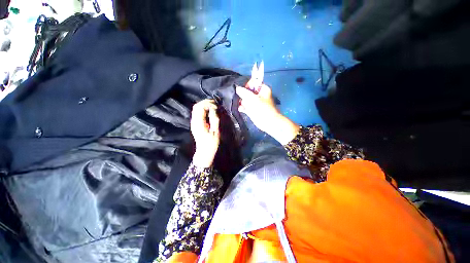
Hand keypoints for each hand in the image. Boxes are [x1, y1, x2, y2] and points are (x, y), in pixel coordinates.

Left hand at [190, 99, 219, 167]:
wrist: (204, 152)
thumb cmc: (211, 143)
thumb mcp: (215, 132)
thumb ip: (214, 119)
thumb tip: (214, 109)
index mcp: (198, 123)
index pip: (200, 107)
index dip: (208, 103)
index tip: (216, 106)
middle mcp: (194, 121)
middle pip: (196, 106)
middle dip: (205, 102)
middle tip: (215, 103)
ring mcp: (194, 122)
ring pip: (196, 109)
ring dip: (204, 105)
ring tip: (213, 105)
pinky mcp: (195, 124)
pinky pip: (198, 113)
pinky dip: (203, 109)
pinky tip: (210, 110)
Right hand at [236, 85, 299, 144]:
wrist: (267, 122)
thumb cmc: (262, 108)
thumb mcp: (252, 98)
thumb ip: (243, 92)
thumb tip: (237, 88)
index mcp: (262, 89)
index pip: (253, 82)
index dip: (247, 85)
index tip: (242, 90)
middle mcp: (259, 95)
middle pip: (248, 91)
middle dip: (242, 94)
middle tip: (238, 97)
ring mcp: (255, 103)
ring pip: (246, 99)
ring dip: (241, 101)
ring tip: (237, 103)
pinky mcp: (252, 109)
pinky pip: (245, 106)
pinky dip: (242, 107)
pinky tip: (239, 108)